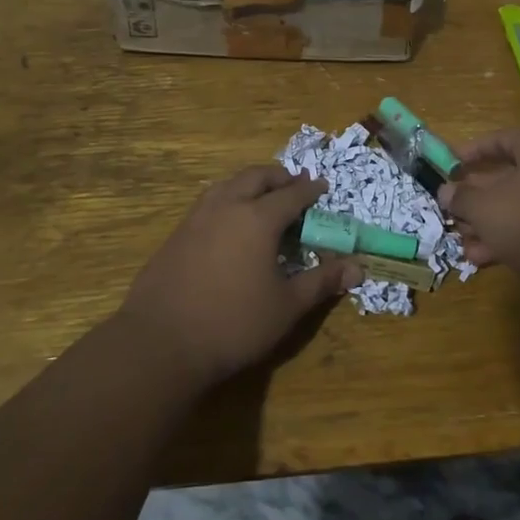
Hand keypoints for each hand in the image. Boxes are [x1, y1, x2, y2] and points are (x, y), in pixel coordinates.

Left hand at [118, 166, 359, 385]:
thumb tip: (358, 268)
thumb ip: (321, 282)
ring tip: (261, 196)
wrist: (161, 342)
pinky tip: (228, 222)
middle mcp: (226, 207)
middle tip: (293, 184)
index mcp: (257, 219)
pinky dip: (227, 199)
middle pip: (256, 177)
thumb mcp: (286, 306)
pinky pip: (208, 203)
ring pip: (227, 185)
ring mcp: (195, 218)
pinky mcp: (175, 235)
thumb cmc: (233, 324)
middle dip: (278, 177)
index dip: (310, 190)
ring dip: (249, 183)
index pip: (291, 194)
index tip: (322, 188)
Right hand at [438, 129, 519, 287]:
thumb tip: (446, 191)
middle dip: (477, 198)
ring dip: (490, 223)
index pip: (503, 139)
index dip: (473, 151)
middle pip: (510, 176)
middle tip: (454, 213)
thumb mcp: (486, 209)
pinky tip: (486, 259)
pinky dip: (512, 237)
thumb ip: (462, 197)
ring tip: (464, 243)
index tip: (450, 166)